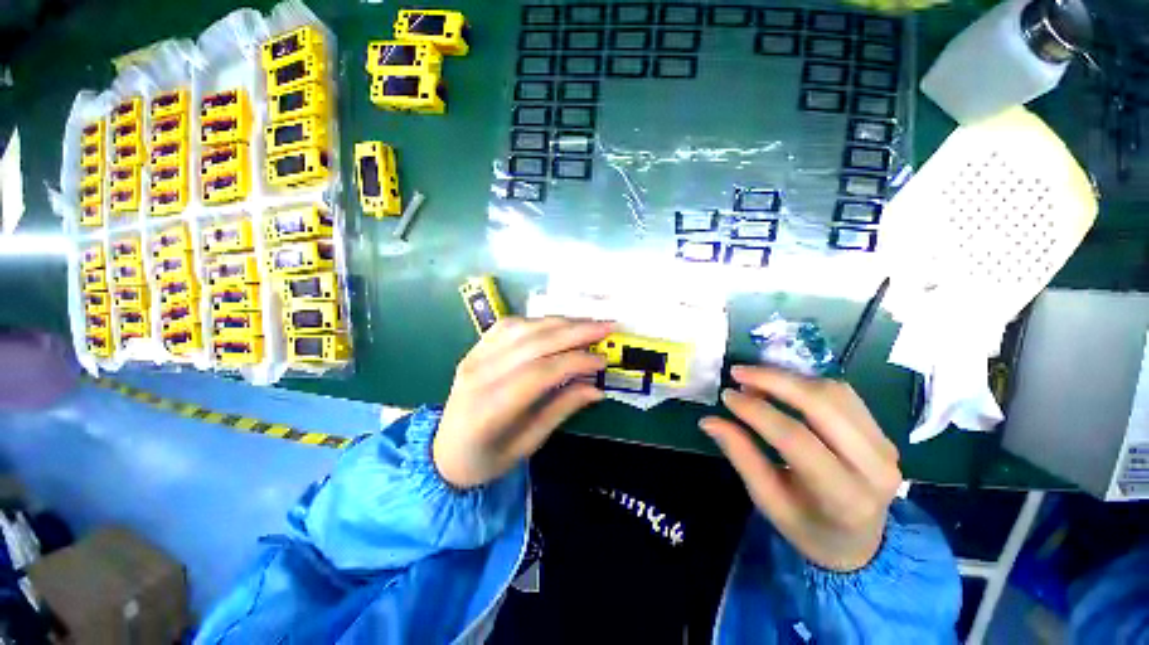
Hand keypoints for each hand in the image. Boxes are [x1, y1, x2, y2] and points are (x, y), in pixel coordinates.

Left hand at [433, 317, 612, 488]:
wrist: (443, 452)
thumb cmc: (486, 459)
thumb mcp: (528, 444)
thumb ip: (561, 410)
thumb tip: (597, 388)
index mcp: (489, 407)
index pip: (539, 373)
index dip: (575, 362)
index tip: (603, 360)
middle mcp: (479, 374)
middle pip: (533, 343)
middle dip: (575, 332)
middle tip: (606, 327)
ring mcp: (474, 356)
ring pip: (522, 328)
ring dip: (559, 322)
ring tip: (588, 324)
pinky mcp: (475, 349)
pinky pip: (508, 325)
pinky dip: (537, 321)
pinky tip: (556, 325)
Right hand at [700, 366, 901, 571]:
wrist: (859, 543)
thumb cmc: (806, 527)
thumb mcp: (767, 500)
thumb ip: (741, 456)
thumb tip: (708, 421)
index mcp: (843, 496)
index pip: (796, 439)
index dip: (757, 411)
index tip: (726, 396)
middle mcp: (874, 466)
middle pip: (822, 405)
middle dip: (774, 380)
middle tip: (738, 372)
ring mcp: (885, 446)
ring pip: (834, 393)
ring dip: (790, 378)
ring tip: (755, 378)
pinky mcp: (885, 433)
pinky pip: (844, 394)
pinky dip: (807, 383)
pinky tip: (783, 385)